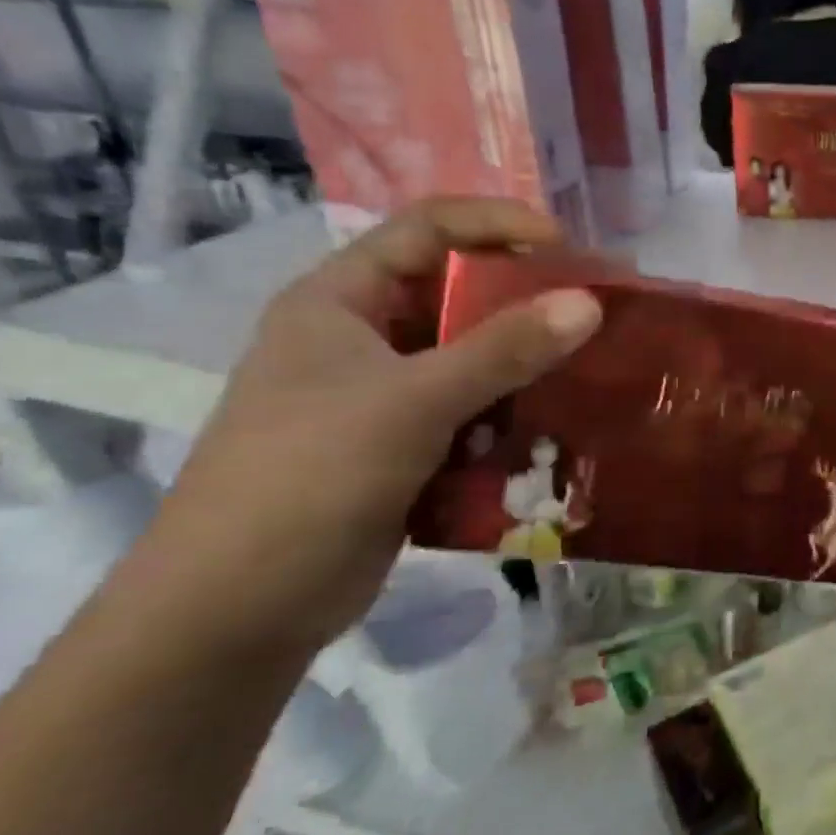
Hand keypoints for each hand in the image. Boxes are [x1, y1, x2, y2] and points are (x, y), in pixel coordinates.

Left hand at [114, 199, 601, 661]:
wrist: (238, 611)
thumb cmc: (309, 479)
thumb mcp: (412, 402)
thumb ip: (504, 349)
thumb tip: (591, 301)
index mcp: (340, 301)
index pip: (428, 229)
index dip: (498, 224)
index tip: (568, 248)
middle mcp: (363, 338)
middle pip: (458, 293)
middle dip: (528, 299)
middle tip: (598, 309)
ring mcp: (384, 396)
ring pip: (473, 357)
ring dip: (528, 362)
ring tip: (591, 367)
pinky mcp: (406, 446)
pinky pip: (475, 410)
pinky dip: (515, 413)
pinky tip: (558, 425)